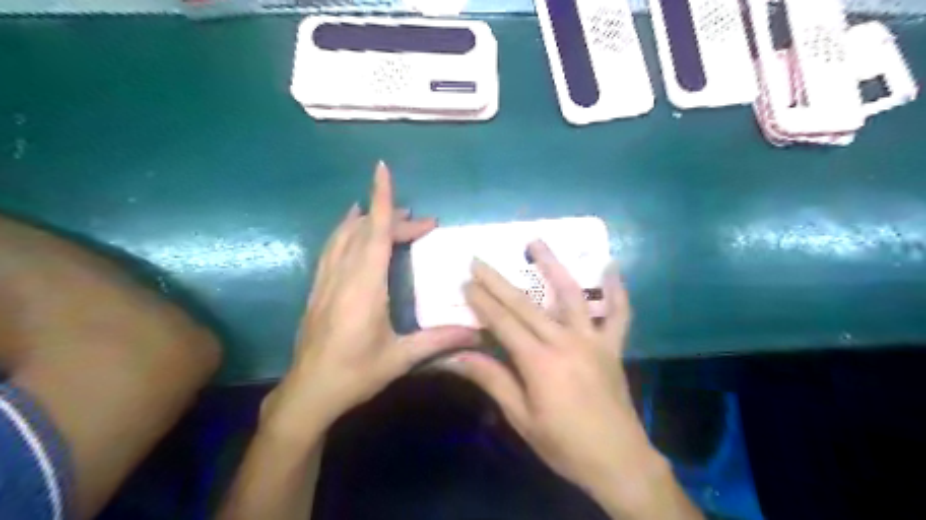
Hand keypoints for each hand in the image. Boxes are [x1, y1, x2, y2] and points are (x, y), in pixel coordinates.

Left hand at [260, 160, 477, 438]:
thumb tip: (478, 334)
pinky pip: (332, 248)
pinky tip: (351, 227)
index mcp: (365, 287)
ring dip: (368, 219)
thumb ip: (439, 341)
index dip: (382, 200)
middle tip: (424, 224)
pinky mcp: (318, 289)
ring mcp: (326, 280)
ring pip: (345, 236)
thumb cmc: (355, 374)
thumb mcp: (400, 358)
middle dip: (394, 218)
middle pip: (366, 231)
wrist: (308, 393)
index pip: (375, 233)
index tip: (382, 169)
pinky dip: (345, 230)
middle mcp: (343, 275)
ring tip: (389, 213)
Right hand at [452, 242, 674, 514]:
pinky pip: (618, 313)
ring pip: (571, 295)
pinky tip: (611, 266)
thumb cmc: (564, 444)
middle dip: (499, 281)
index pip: (503, 323)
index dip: (482, 301)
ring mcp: (593, 340)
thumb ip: (492, 380)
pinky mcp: (613, 346)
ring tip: (536, 242)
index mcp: (539, 362)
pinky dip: (616, 290)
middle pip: (526, 304)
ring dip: (552, 266)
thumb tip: (455, 357)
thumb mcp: (521, 418)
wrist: (618, 462)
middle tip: (479, 260)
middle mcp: (565, 342)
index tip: (466, 282)